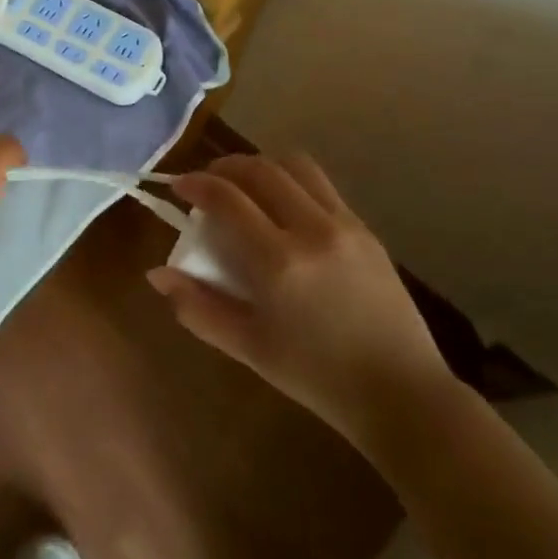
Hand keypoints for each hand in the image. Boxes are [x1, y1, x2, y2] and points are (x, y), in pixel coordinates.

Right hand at [147, 153, 453, 452]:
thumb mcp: (248, 348)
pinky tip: (283, 208)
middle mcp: (312, 230)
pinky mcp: (366, 230)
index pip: (227, 199)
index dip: (197, 184)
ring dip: (262, 166)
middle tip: (207, 181)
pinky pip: (322, 187)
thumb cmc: (315, 376)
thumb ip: (197, 307)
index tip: (179, 186)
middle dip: (225, 166)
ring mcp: (345, 226)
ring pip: (296, 166)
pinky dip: (292, 182)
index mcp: (278, 262)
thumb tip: (157, 275)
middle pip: (261, 170)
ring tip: (245, 185)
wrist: (400, 392)